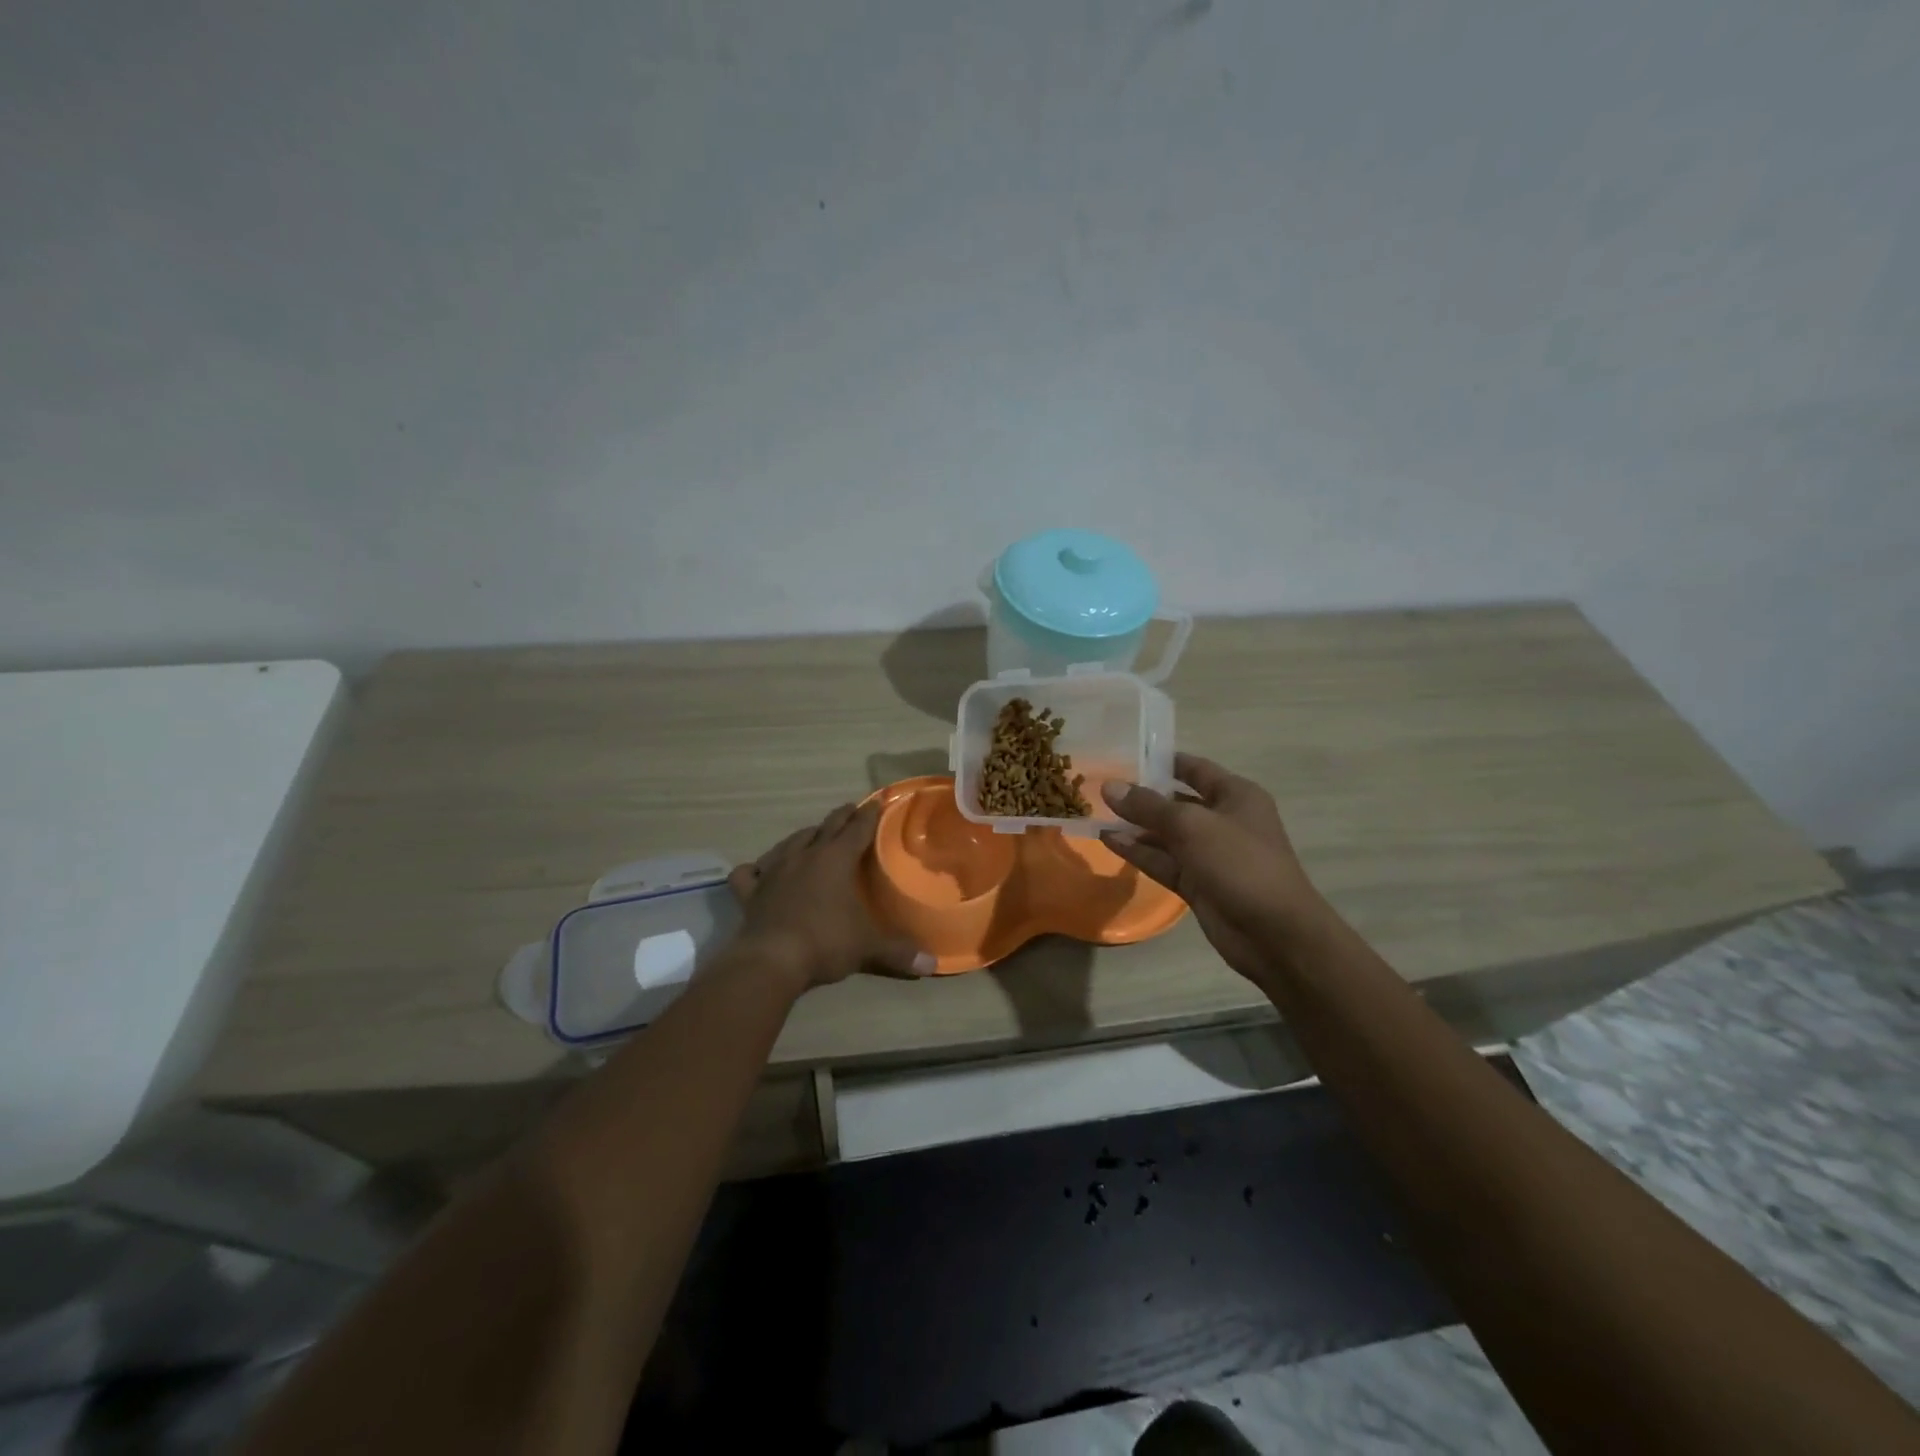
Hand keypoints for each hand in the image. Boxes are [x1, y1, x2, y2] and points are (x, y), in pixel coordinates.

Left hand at [728, 802, 934, 993]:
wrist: (771, 960)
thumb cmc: (825, 943)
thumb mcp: (867, 947)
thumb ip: (898, 952)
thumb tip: (932, 964)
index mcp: (836, 860)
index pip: (857, 829)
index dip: (869, 815)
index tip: (876, 802)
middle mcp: (805, 856)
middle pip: (826, 827)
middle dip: (841, 816)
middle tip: (850, 809)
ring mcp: (774, 871)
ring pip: (790, 842)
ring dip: (804, 836)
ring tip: (811, 835)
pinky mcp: (751, 892)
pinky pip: (749, 873)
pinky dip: (756, 869)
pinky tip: (759, 871)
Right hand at [1101, 753, 1327, 986]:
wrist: (1274, 933)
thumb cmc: (1240, 863)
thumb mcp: (1192, 826)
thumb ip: (1148, 806)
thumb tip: (1110, 786)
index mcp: (1235, 796)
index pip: (1195, 769)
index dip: (1162, 762)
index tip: (1125, 756)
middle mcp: (1223, 820)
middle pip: (1176, 802)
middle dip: (1142, 797)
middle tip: (1100, 788)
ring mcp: (1209, 854)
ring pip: (1166, 835)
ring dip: (1135, 826)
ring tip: (1096, 814)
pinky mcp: (1197, 883)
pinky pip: (1163, 861)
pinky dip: (1138, 851)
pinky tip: (1108, 840)